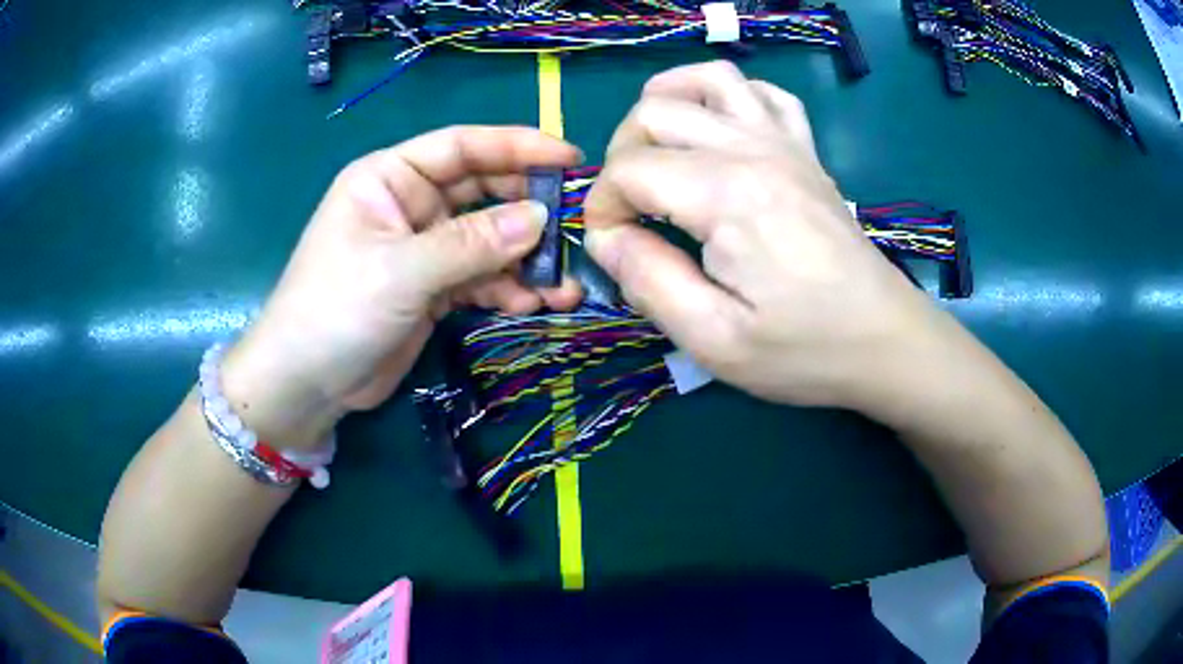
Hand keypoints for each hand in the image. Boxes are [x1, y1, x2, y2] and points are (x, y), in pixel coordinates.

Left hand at [221, 126, 583, 447]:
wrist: (307, 384)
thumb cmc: (335, 309)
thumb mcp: (401, 271)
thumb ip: (471, 244)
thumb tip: (541, 219)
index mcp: (390, 177)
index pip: (462, 147)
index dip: (517, 147)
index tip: (569, 158)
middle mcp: (411, 204)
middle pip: (482, 192)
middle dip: (527, 210)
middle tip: (574, 227)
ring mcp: (424, 248)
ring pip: (488, 240)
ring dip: (525, 260)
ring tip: (564, 284)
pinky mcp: (433, 288)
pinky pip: (480, 278)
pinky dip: (507, 289)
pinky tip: (532, 304)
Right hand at [583, 62, 950, 412]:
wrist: (885, 340)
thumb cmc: (804, 349)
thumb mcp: (714, 340)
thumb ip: (649, 281)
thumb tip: (605, 238)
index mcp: (727, 196)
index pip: (630, 170)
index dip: (601, 206)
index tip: (611, 248)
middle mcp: (753, 149)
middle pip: (655, 113)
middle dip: (621, 156)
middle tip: (630, 209)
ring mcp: (785, 142)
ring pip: (708, 79)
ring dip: (666, 104)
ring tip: (656, 148)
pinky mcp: (806, 151)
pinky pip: (763, 93)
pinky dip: (728, 97)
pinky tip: (719, 130)